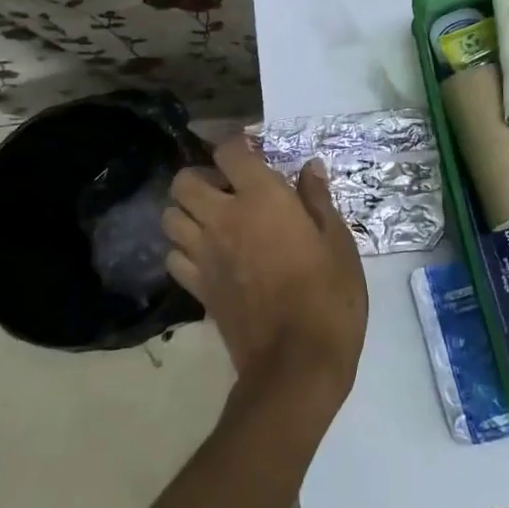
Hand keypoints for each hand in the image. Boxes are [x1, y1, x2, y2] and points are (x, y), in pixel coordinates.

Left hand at [162, 135, 367, 410]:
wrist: (297, 362)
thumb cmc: (329, 295)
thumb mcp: (338, 242)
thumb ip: (318, 200)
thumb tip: (309, 168)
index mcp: (262, 199)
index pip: (230, 151)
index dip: (238, 144)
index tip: (255, 152)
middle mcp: (223, 219)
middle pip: (184, 181)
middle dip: (202, 177)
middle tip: (230, 189)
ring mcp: (204, 255)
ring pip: (170, 218)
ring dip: (188, 211)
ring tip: (216, 220)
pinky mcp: (197, 288)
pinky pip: (173, 257)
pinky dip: (184, 250)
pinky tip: (209, 256)